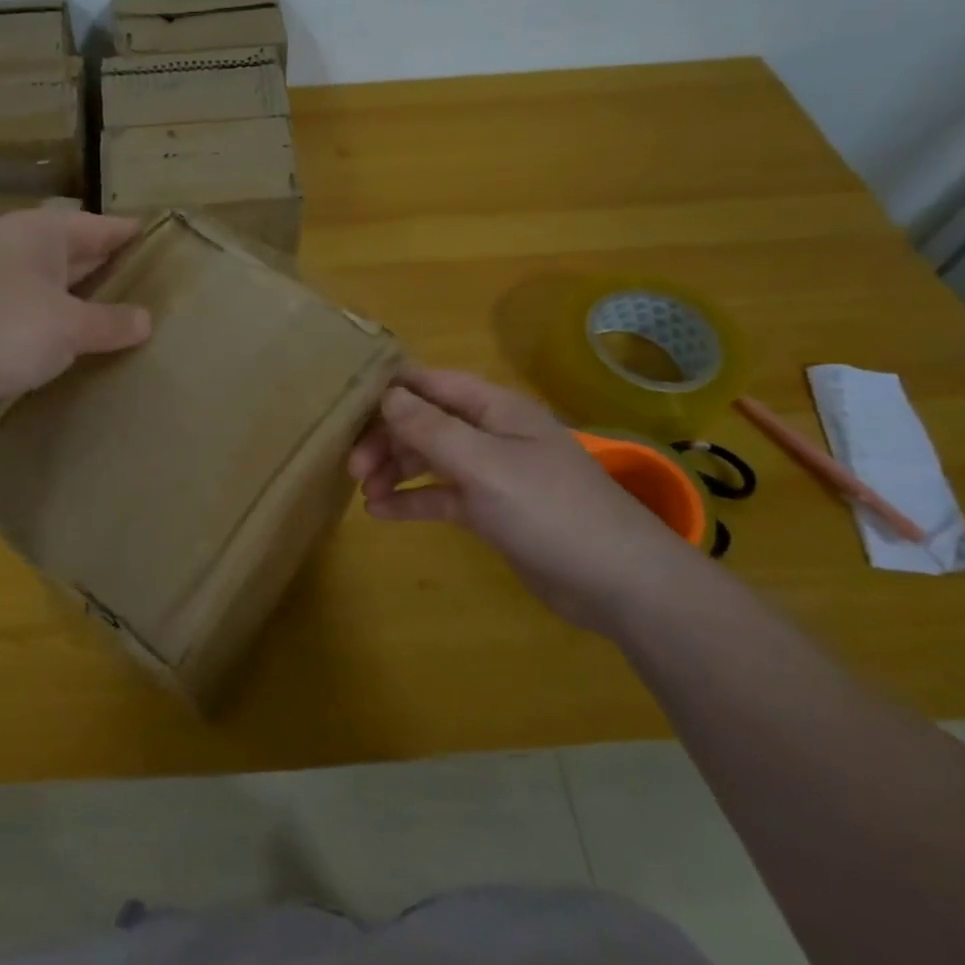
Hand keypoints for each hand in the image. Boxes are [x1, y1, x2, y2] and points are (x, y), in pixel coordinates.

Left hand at [0, 210, 151, 443]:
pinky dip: (58, 333)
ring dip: (85, 308)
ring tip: (129, 325)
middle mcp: (15, 252)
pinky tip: (82, 352)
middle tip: (159, 292)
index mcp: (39, 234)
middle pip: (77, 256)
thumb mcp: (68, 326)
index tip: (167, 246)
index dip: (132, 236)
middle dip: (112, 274)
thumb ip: (110, 322)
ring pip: (54, 292)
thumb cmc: (1, 330)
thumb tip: (146, 320)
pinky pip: (33, 322)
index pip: (100, 227)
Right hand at [349, 366, 700, 633]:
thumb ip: (431, 428)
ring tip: (362, 490)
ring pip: (429, 458)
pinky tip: (380, 513)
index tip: (345, 407)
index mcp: (494, 408)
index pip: (431, 383)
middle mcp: (490, 433)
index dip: (389, 389)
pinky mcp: (492, 510)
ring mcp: (492, 472)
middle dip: (386, 437)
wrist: (619, 582)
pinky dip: (412, 500)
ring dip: (394, 468)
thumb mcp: (483, 464)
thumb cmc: (549, 509)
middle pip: (424, 421)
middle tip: (351, 466)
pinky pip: (441, 496)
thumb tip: (387, 394)